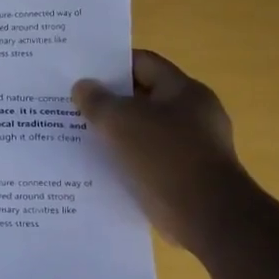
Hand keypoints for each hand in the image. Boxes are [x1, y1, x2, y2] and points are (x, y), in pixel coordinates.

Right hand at [72, 50, 251, 251]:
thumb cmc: (166, 156)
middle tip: (72, 104)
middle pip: (143, 97)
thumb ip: (97, 101)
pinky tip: (98, 165)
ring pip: (143, 130)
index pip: (144, 63)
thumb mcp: (121, 121)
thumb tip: (82, 87)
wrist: (206, 215)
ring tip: (78, 135)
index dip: (111, 64)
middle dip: (108, 100)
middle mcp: (192, 114)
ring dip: (115, 133)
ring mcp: (190, 147)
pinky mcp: (183, 176)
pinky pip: (147, 159)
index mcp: (184, 91)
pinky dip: (125, 160)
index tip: (81, 72)